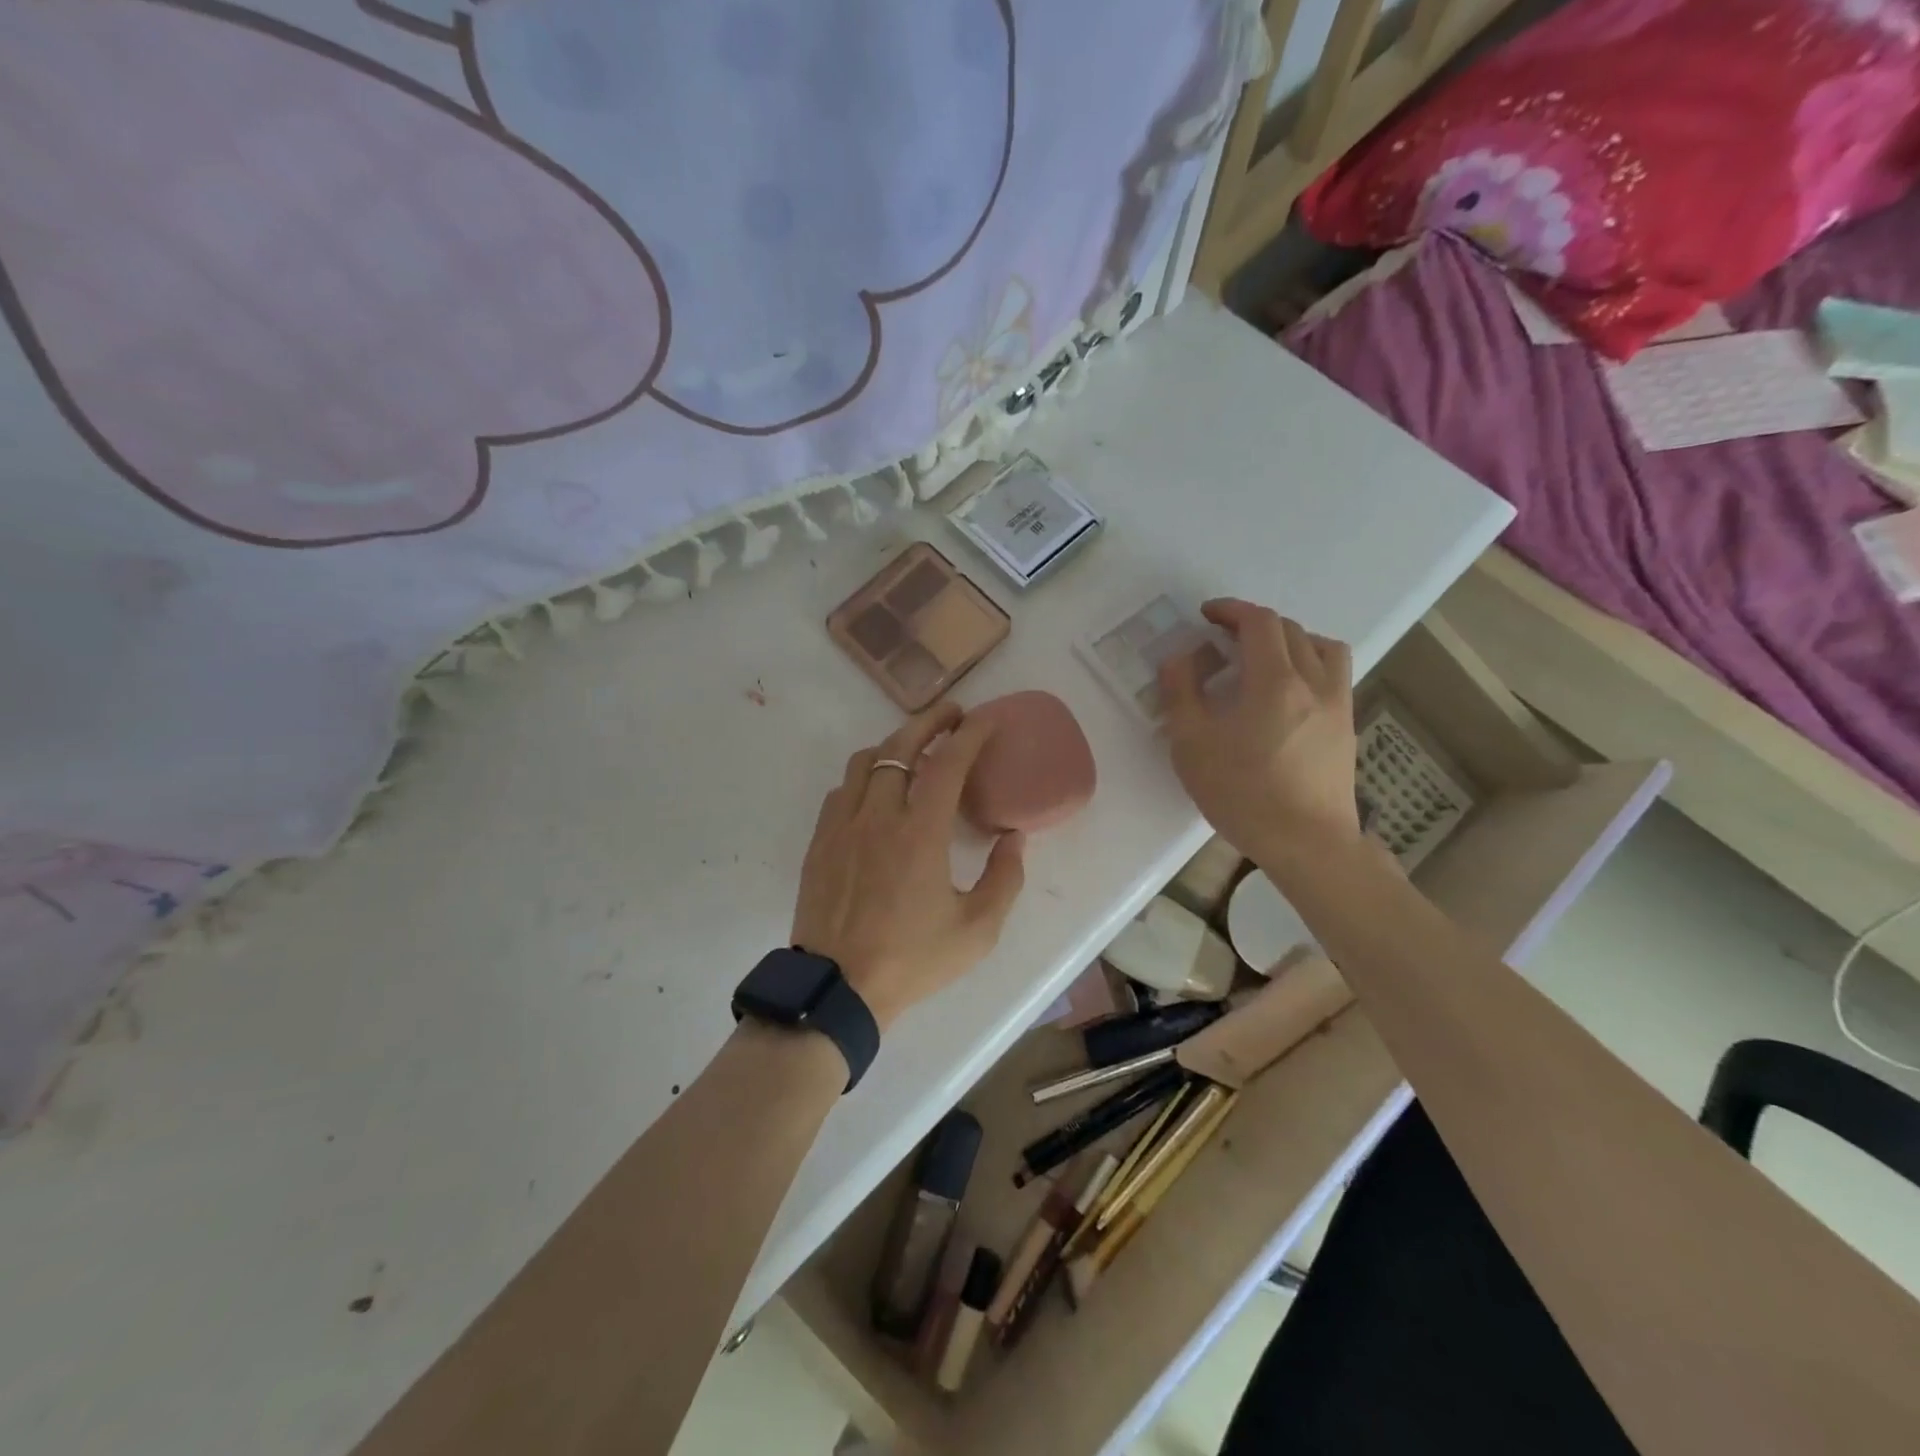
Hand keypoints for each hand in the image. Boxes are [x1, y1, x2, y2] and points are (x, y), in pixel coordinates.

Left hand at [792, 703, 1026, 1031]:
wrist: (838, 989)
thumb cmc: (912, 960)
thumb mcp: (977, 929)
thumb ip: (1004, 878)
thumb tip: (1014, 838)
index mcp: (919, 833)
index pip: (947, 763)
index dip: (970, 733)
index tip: (986, 717)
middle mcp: (877, 816)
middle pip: (899, 745)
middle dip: (929, 721)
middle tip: (953, 716)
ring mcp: (842, 826)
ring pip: (865, 761)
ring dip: (893, 745)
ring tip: (915, 751)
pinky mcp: (820, 842)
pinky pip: (842, 790)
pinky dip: (865, 776)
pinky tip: (877, 792)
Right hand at [1159, 599, 1361, 878]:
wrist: (1307, 843)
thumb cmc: (1243, 795)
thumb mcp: (1192, 745)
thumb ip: (1181, 693)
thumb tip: (1180, 657)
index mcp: (1275, 681)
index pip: (1259, 622)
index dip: (1231, 610)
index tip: (1207, 615)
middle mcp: (1314, 682)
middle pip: (1290, 630)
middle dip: (1253, 623)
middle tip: (1223, 638)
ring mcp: (1338, 703)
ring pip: (1322, 647)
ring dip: (1290, 639)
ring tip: (1264, 657)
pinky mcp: (1347, 725)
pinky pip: (1333, 674)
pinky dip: (1309, 663)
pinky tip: (1288, 691)